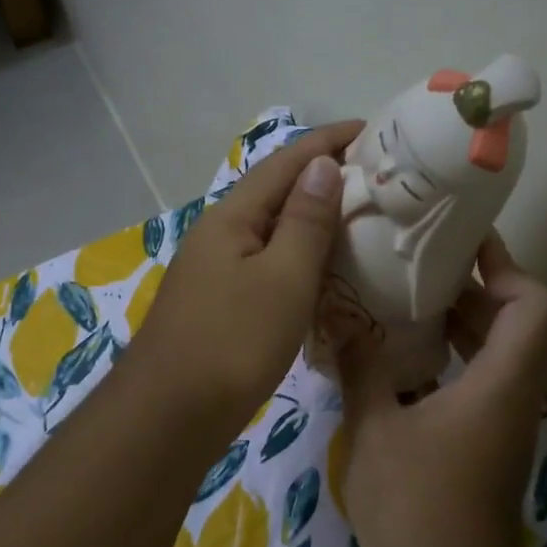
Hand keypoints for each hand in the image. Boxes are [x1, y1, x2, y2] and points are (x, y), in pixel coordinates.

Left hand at [128, 121, 361, 441]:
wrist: (170, 415)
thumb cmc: (233, 342)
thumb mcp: (283, 278)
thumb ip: (305, 221)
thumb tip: (320, 164)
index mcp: (232, 218)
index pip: (285, 163)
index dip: (328, 142)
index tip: (372, 131)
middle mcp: (219, 235)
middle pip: (275, 193)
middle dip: (322, 178)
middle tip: (376, 179)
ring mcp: (215, 271)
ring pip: (271, 231)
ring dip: (312, 219)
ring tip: (359, 219)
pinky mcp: (219, 304)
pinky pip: (266, 264)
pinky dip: (299, 258)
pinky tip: (322, 272)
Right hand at [335, 234, 546, 546]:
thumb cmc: (414, 505)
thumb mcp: (376, 428)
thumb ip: (361, 367)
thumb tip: (340, 319)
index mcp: (501, 382)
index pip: (532, 302)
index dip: (504, 265)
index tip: (460, 241)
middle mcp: (516, 397)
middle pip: (517, 322)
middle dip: (475, 288)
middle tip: (421, 264)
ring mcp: (504, 425)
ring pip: (498, 355)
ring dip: (462, 324)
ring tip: (406, 301)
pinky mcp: (488, 447)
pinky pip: (480, 382)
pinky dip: (452, 359)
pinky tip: (402, 359)